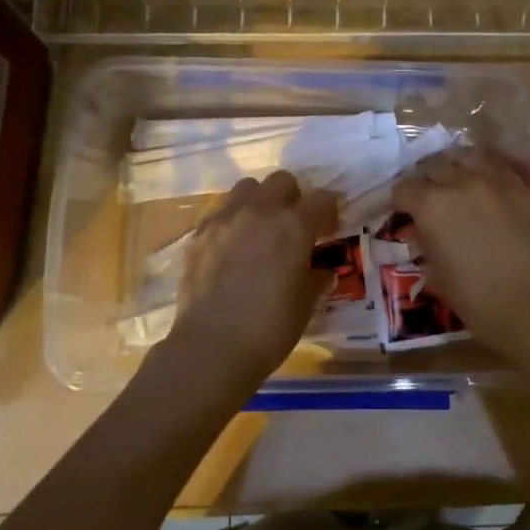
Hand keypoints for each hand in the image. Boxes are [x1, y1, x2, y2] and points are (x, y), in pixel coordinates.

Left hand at [160, 170, 338, 395]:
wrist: (210, 348)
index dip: (329, 212)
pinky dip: (234, 219)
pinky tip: (234, 246)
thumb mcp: (305, 305)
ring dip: (261, 201)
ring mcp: (225, 218)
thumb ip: (316, 279)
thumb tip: (322, 271)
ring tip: (261, 229)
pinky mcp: (200, 233)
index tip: (329, 231)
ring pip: (248, 188)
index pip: (322, 199)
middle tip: (295, 226)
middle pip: (282, 181)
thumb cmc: (268, 329)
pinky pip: (222, 210)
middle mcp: (260, 211)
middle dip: (293, 197)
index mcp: (293, 226)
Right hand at [392, 149, 529, 360]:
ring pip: (466, 157)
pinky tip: (485, 188)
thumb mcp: (438, 276)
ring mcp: (495, 180)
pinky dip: (484, 172)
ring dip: (454, 168)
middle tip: (427, 202)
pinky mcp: (522, 186)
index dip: (399, 202)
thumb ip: (424, 247)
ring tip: (454, 183)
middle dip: (425, 183)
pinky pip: (496, 167)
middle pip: (433, 168)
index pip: (404, 189)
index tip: (402, 214)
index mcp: (432, 205)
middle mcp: (460, 182)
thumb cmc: (479, 300)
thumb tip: (419, 235)